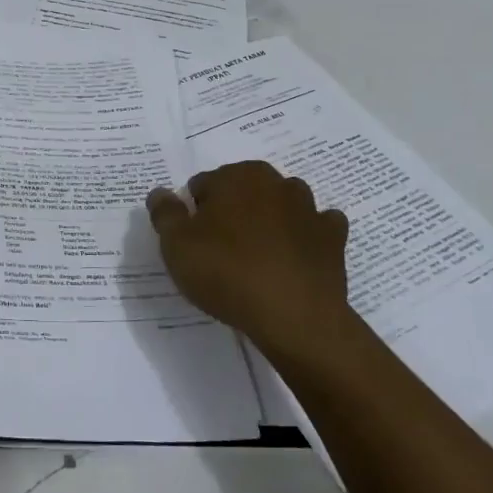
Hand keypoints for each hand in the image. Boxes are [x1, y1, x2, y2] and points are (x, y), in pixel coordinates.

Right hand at [147, 160, 350, 355]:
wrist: (295, 317)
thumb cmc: (227, 273)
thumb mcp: (177, 245)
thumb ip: (165, 213)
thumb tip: (160, 193)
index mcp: (236, 176)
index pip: (203, 185)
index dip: (193, 213)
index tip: (193, 242)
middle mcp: (275, 182)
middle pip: (243, 191)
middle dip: (232, 212)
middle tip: (221, 252)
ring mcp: (310, 208)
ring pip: (280, 205)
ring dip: (270, 220)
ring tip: (258, 257)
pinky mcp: (333, 238)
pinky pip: (316, 228)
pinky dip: (305, 237)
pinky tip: (294, 259)